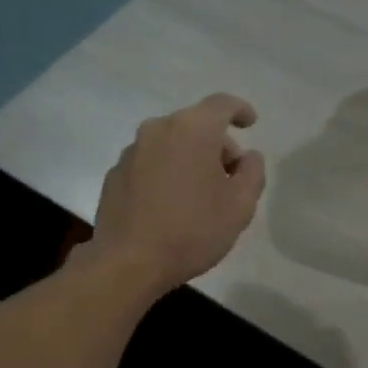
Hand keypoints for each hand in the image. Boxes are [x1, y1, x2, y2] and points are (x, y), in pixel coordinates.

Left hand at [85, 93, 266, 299]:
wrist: (128, 263)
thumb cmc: (192, 231)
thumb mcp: (240, 206)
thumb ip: (252, 172)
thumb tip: (247, 156)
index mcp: (192, 130)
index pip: (222, 104)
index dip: (240, 110)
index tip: (251, 123)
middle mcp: (158, 129)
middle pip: (196, 124)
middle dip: (217, 144)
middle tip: (230, 176)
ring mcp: (132, 151)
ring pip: (171, 143)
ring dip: (190, 158)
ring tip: (200, 194)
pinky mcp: (115, 173)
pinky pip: (150, 162)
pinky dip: (166, 172)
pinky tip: (171, 204)